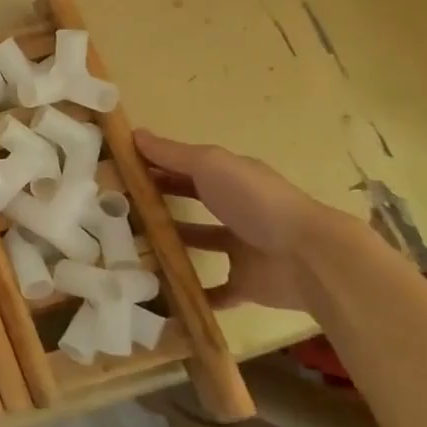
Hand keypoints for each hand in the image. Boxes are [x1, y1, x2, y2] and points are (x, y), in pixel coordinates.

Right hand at [133, 129, 324, 312]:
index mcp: (231, 179)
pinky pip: (214, 291)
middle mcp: (237, 210)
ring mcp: (242, 248)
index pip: (185, 168)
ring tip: (129, 249)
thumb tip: (134, 134)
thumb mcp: (210, 165)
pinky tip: (160, 292)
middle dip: (158, 204)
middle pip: (191, 203)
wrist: (309, 258)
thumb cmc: (255, 202)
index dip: (154, 167)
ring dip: (171, 246)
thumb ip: (172, 153)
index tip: (117, 173)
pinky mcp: (246, 283)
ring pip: (199, 244)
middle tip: (116, 211)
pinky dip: (193, 293)